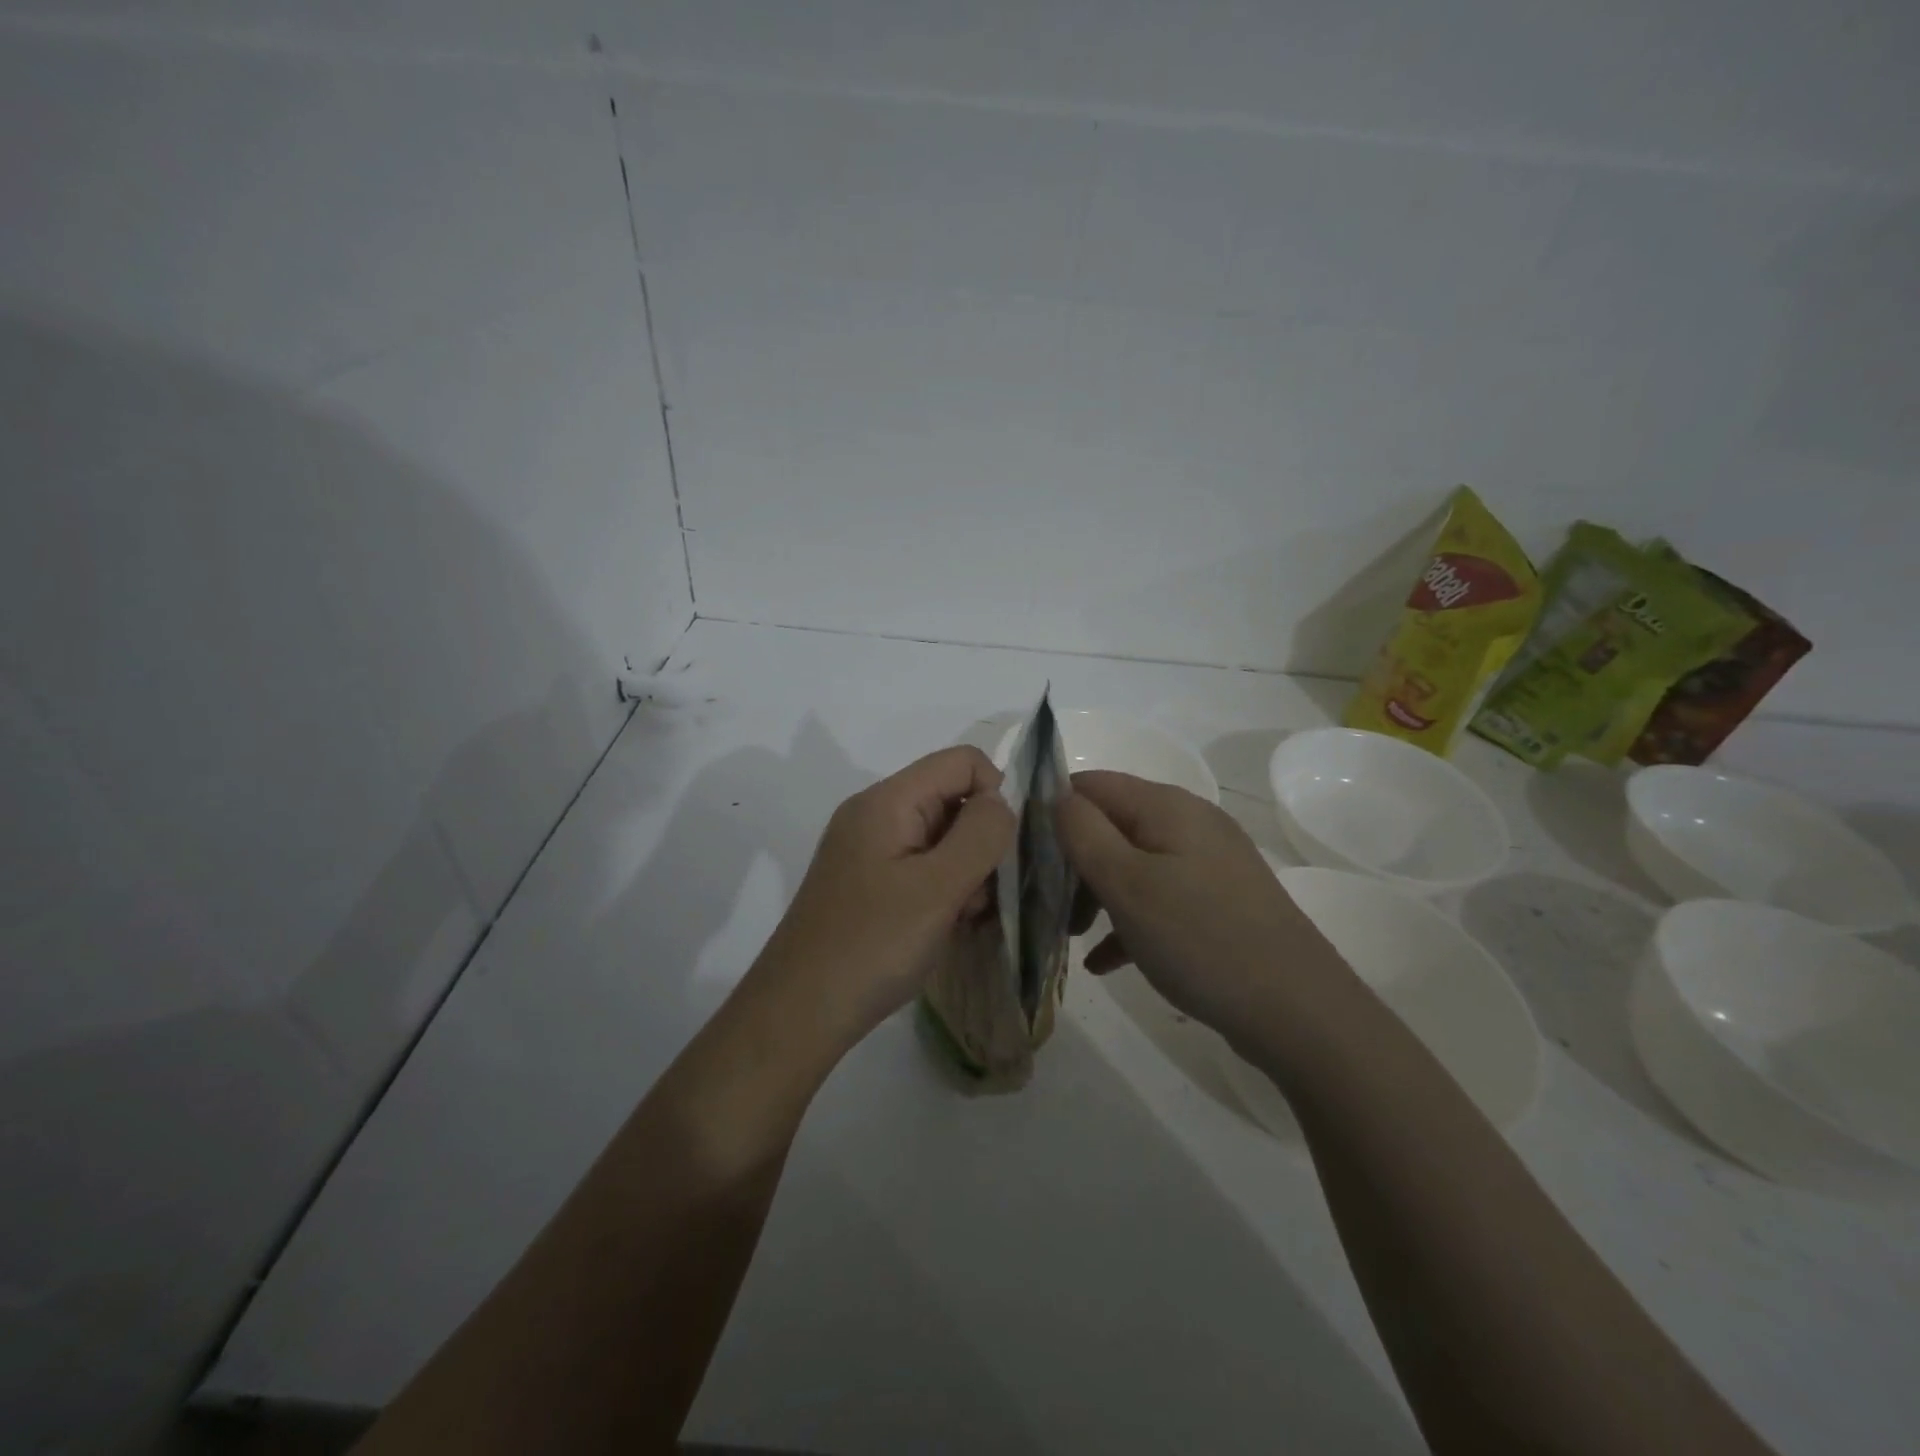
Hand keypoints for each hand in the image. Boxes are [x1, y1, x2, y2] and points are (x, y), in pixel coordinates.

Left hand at [753, 745, 1015, 1046]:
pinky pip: (920, 865)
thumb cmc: (872, 946)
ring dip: (964, 870)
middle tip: (978, 895)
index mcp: (887, 800)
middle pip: (951, 797)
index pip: (962, 761)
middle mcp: (874, 814)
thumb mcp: (938, 888)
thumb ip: (980, 834)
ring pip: (940, 835)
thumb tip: (1000, 802)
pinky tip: (943, 926)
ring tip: (960, 917)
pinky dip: (942, 888)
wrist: (799, 1013)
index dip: (995, 793)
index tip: (1001, 850)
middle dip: (980, 840)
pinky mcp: (866, 882)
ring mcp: (867, 849)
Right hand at [1056, 771, 1347, 1038]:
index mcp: (1167, 806)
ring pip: (1133, 865)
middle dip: (1073, 861)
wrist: (1299, 1012)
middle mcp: (1190, 824)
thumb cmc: (1200, 938)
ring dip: (1097, 895)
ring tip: (1072, 937)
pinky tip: (1106, 963)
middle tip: (1046, 905)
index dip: (1052, 810)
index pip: (1091, 784)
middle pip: (1111, 825)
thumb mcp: (1126, 883)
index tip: (1022, 853)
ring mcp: (1209, 865)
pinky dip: (1129, 922)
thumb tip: (1056, 796)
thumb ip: (1082, 832)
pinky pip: (1160, 900)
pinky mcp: (1219, 903)